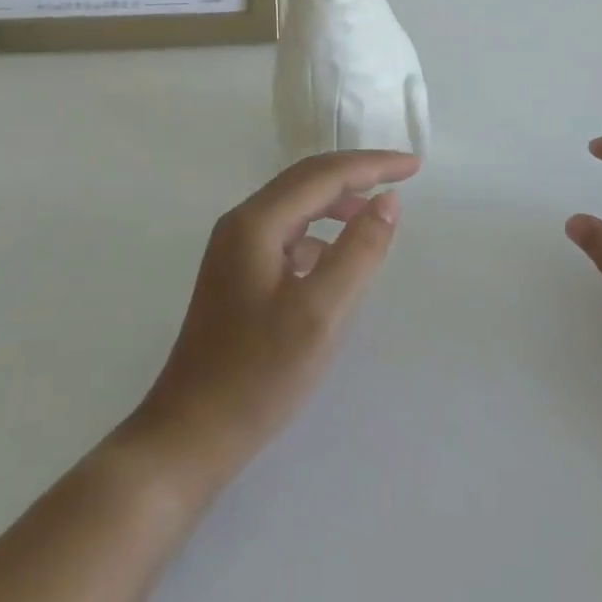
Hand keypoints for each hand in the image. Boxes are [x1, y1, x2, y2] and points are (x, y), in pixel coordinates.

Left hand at [119, 150, 418, 489]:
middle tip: (402, 176)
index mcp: (257, 223)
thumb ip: (359, 252)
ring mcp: (235, 250)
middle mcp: (242, 224)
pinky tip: (335, 257)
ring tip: (376, 214)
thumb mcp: (320, 313)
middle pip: (307, 179)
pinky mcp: (237, 276)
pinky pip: (288, 233)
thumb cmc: (257, 375)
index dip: (372, 165)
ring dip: (338, 201)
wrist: (187, 436)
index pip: (324, 175)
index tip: (414, 166)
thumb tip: (388, 201)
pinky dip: (320, 231)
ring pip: (297, 205)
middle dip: (357, 173)